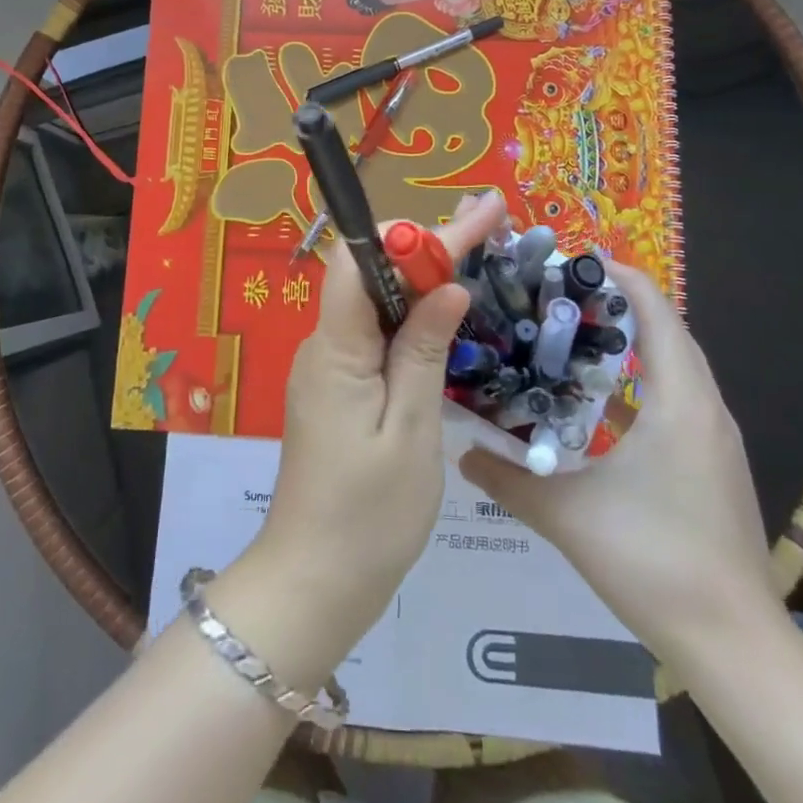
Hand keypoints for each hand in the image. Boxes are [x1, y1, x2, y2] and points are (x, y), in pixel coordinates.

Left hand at [212, 192, 509, 686]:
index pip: (362, 261)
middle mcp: (326, 345)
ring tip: (477, 254)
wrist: (314, 582)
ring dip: (423, 276)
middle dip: (428, 245)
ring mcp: (330, 367)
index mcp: (336, 348)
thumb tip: (447, 287)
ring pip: (376, 302)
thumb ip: (423, 351)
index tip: (471, 219)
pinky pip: (376, 335)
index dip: (412, 234)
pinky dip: (412, 317)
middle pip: (372, 274)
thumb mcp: (411, 432)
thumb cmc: (368, 516)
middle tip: (488, 222)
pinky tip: (446, 315)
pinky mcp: (340, 389)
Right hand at [458, 262, 779, 660]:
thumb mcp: (567, 515)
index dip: (620, 279)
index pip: (657, 313)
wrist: (734, 644)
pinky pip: (680, 398)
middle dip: (620, 305)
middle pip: (669, 332)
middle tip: (560, 296)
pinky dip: (646, 379)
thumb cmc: (653, 561)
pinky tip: (604, 401)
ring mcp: (716, 439)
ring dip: (635, 342)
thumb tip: (460, 451)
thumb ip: (508, 479)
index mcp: (679, 402)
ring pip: (678, 366)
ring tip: (576, 335)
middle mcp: (706, 409)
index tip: (572, 263)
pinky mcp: (715, 465)